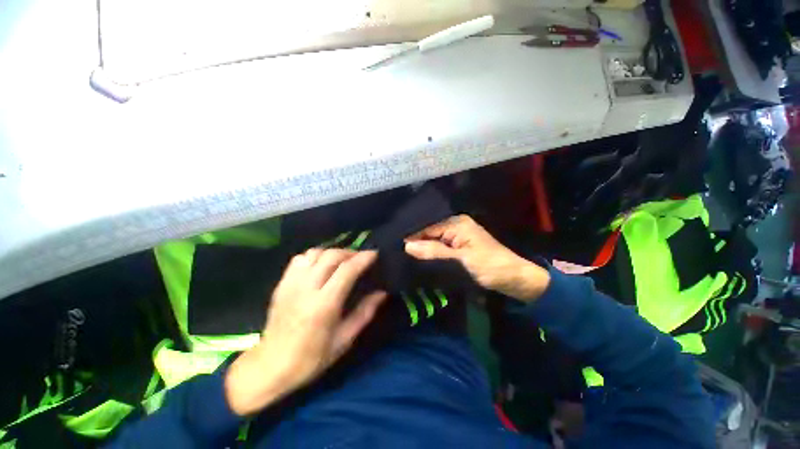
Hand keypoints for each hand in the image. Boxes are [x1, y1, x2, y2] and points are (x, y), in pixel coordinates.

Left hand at [225, 249, 386, 415]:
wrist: (270, 367)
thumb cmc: (311, 358)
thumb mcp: (344, 340)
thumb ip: (365, 313)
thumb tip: (382, 293)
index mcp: (323, 305)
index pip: (346, 270)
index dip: (363, 258)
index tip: (375, 254)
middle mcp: (306, 288)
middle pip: (331, 256)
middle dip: (350, 252)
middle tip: (361, 258)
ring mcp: (291, 284)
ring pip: (315, 253)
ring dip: (333, 252)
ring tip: (343, 260)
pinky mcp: (282, 284)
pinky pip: (300, 258)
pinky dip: (315, 256)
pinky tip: (321, 265)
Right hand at [404, 215, 548, 301]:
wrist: (514, 279)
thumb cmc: (490, 267)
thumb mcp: (461, 260)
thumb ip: (434, 252)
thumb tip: (407, 246)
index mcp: (456, 224)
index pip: (426, 227)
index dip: (411, 237)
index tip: (394, 248)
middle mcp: (454, 226)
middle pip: (428, 233)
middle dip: (415, 244)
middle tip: (396, 254)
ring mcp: (456, 237)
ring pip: (432, 242)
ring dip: (422, 250)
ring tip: (403, 258)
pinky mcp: (458, 248)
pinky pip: (439, 249)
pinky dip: (431, 255)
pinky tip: (420, 261)